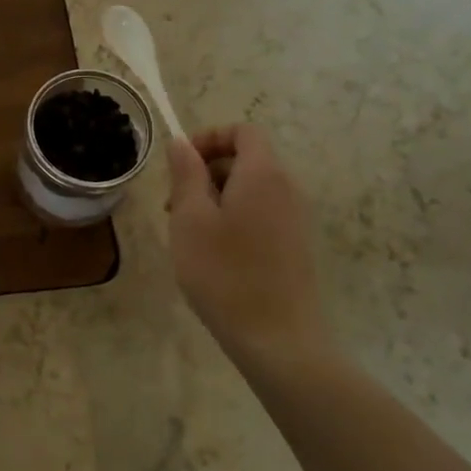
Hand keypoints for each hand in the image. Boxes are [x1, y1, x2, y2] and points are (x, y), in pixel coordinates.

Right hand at [166, 125, 329, 364]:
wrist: (277, 339)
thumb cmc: (225, 273)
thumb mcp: (191, 219)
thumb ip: (186, 174)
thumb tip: (182, 143)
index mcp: (263, 174)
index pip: (243, 131)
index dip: (209, 138)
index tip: (180, 165)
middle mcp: (287, 188)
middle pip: (246, 159)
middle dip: (206, 172)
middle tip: (174, 206)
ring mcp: (296, 219)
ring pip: (251, 189)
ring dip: (216, 198)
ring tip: (189, 234)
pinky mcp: (296, 245)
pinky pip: (262, 213)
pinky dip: (235, 218)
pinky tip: (214, 254)